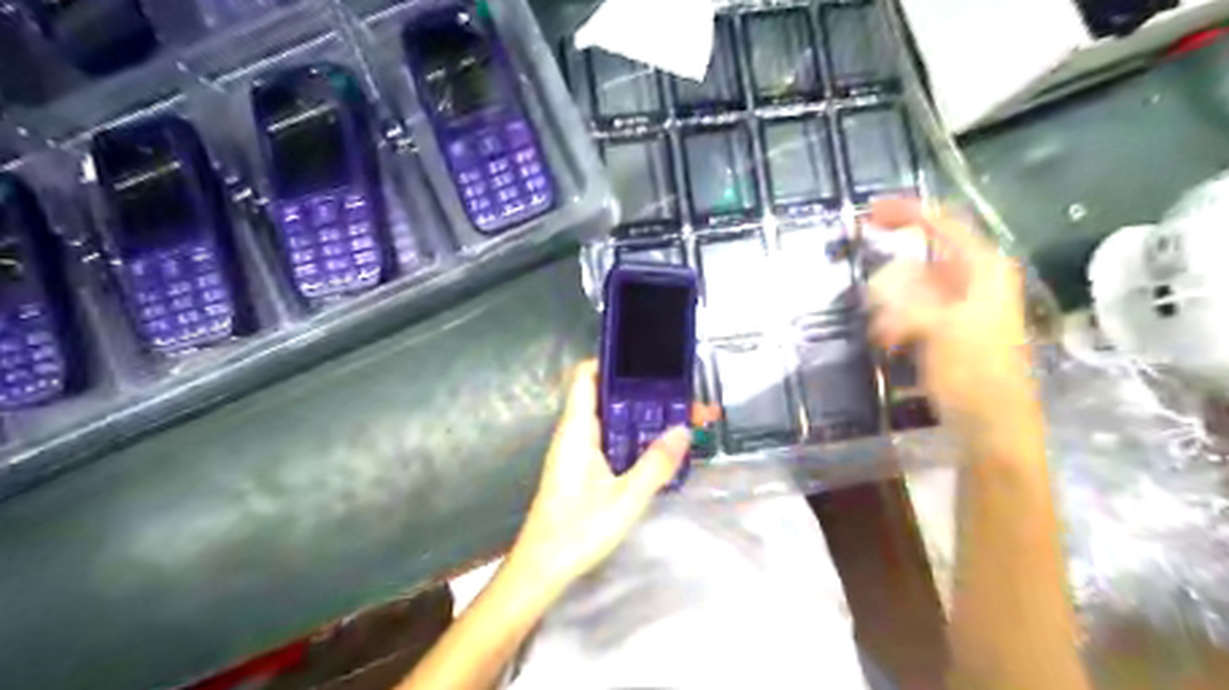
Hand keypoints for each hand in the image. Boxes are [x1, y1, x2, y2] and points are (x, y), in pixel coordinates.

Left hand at [508, 362, 721, 593]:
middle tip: (682, 398)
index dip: (612, 361)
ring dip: (643, 418)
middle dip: (644, 394)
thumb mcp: (625, 498)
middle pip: (608, 397)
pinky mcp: (583, 469)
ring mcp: (578, 451)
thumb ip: (656, 463)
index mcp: (577, 429)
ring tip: (680, 420)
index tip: (648, 362)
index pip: (586, 376)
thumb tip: (683, 430)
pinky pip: (611, 441)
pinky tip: (660, 449)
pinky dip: (635, 439)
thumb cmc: (577, 530)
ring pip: (613, 421)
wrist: (543, 568)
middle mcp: (575, 433)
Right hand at [869, 198, 1030, 433]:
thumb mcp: (938, 330)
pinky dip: (897, 321)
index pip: (943, 225)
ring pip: (916, 287)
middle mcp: (976, 282)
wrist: (992, 425)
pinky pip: (914, 312)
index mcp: (984, 270)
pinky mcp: (950, 331)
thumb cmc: (973, 373)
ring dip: (892, 302)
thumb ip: (907, 302)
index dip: (907, 212)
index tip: (869, 212)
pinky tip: (886, 340)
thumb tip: (879, 291)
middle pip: (925, 258)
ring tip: (879, 326)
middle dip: (893, 272)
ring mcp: (964, 307)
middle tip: (867, 289)